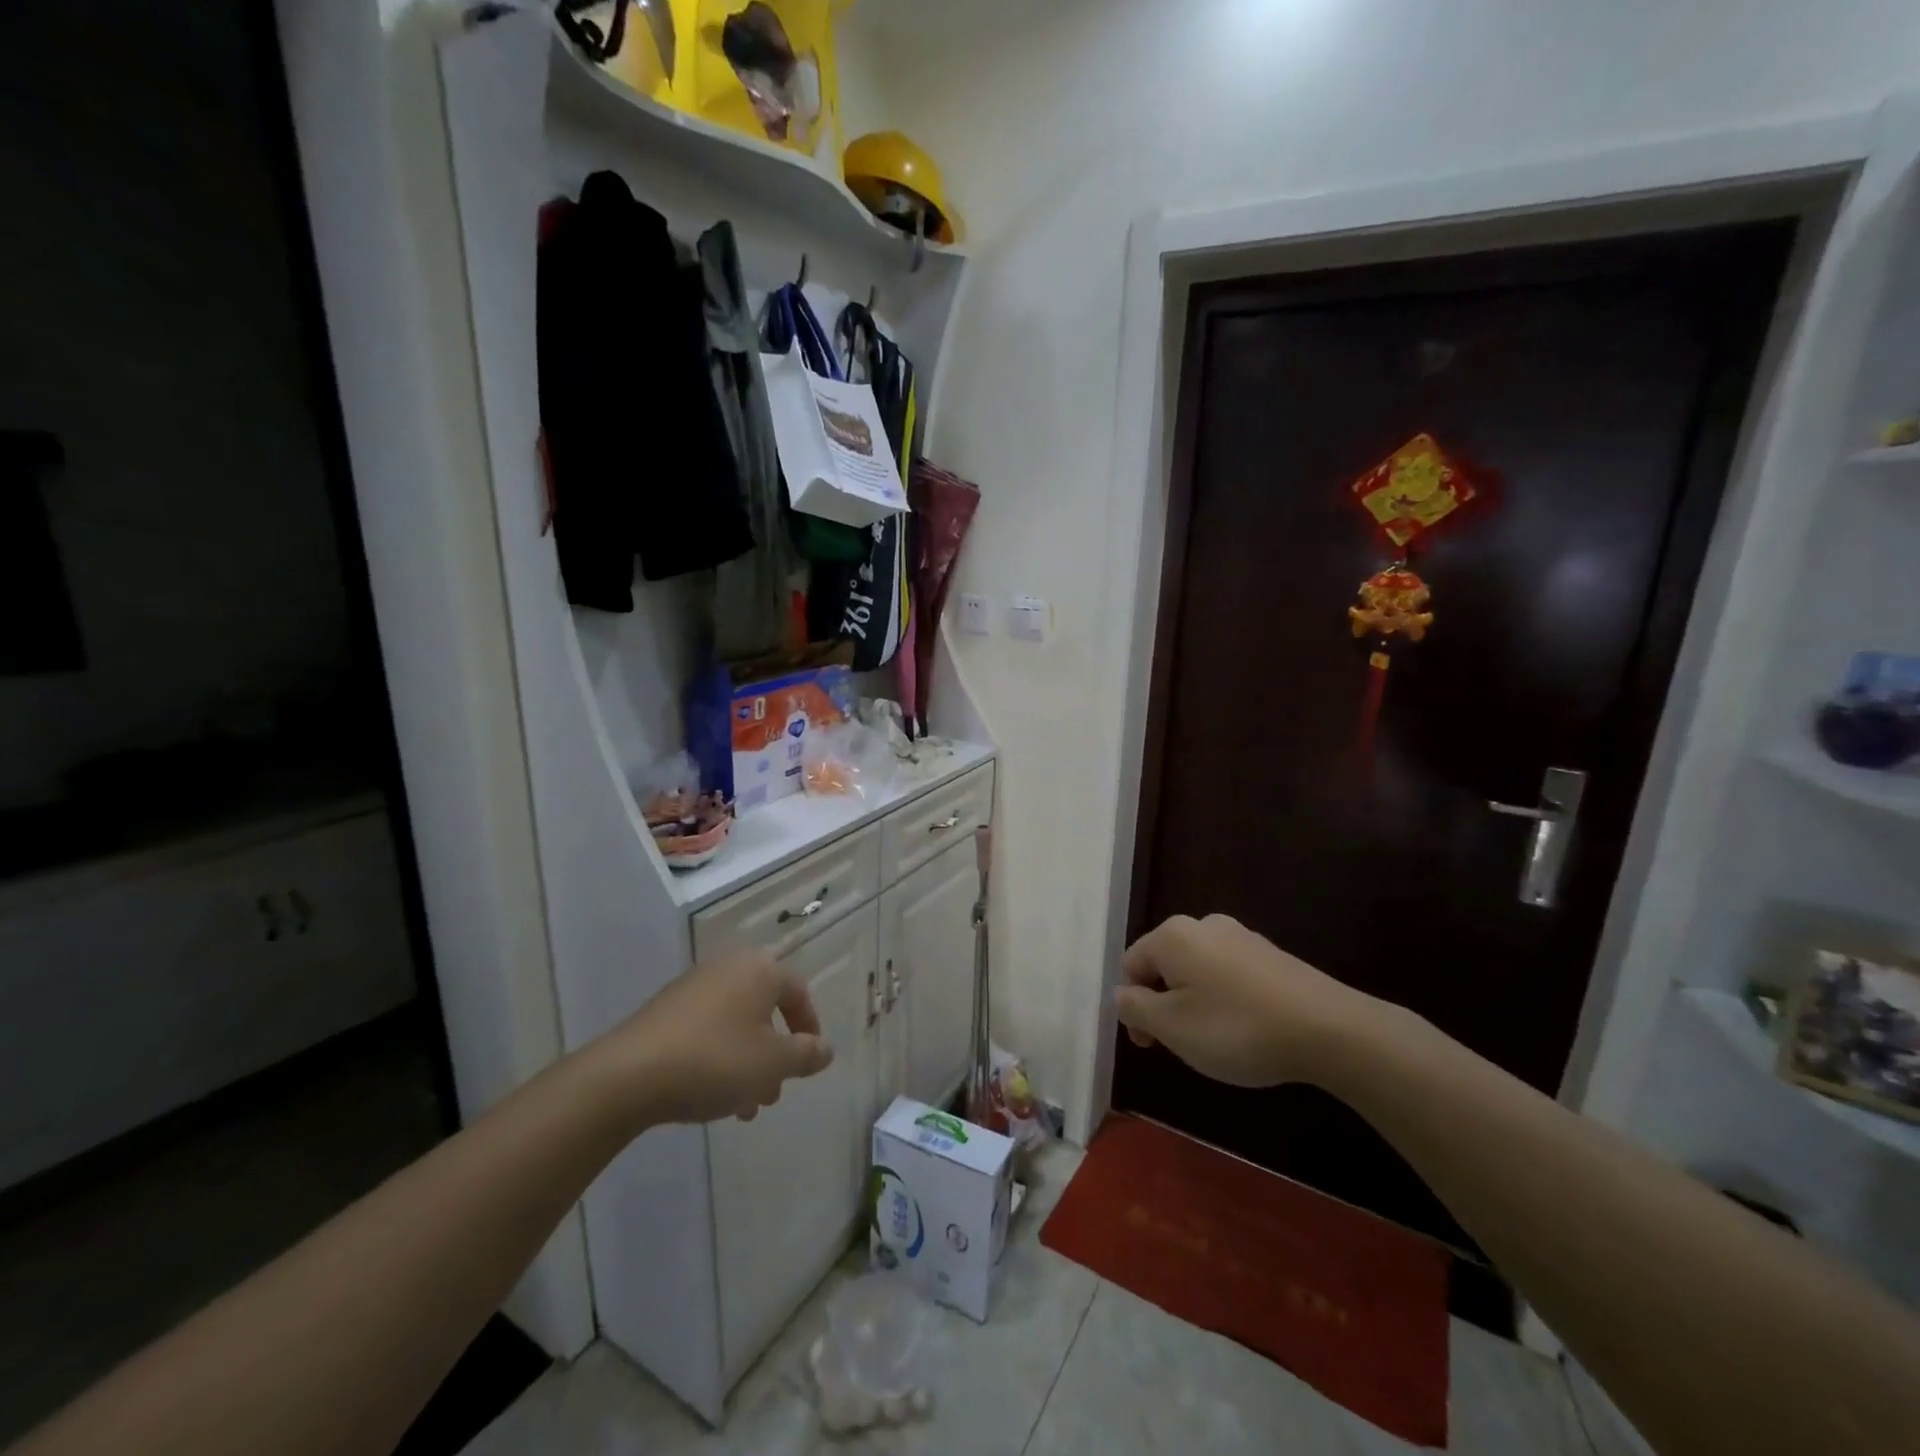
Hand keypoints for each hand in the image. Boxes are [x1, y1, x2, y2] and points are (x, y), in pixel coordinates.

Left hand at [611, 953, 834, 1125]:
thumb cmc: (715, 1061)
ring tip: (743, 1106)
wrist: (628, 1075)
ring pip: (736, 1024)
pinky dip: (719, 1057)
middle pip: (765, 1010)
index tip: (809, 1062)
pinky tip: (711, 1096)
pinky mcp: (665, 1009)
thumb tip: (825, 1048)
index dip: (809, 1028)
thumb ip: (806, 1055)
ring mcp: (694, 987)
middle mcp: (729, 967)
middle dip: (775, 1053)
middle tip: (773, 1091)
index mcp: (760, 970)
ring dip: (748, 1062)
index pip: (798, 992)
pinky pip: (707, 1029)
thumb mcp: (773, 1064)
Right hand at [1114, 915, 1371, 1087]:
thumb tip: (1123, 993)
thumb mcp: (1172, 1027)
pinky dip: (1226, 1000)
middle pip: (1165, 964)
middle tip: (1181, 1045)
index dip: (1132, 1006)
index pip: (1132, 964)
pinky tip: (1246, 1030)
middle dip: (1164, 1003)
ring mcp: (1242, 937)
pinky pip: (1230, 975)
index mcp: (1173, 935)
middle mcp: (1204, 924)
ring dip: (1194, 1003)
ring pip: (1198, 970)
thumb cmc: (1236, 1028)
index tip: (1151, 1045)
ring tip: (1216, 1042)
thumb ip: (1136, 1008)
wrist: (1329, 1030)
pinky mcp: (1271, 955)